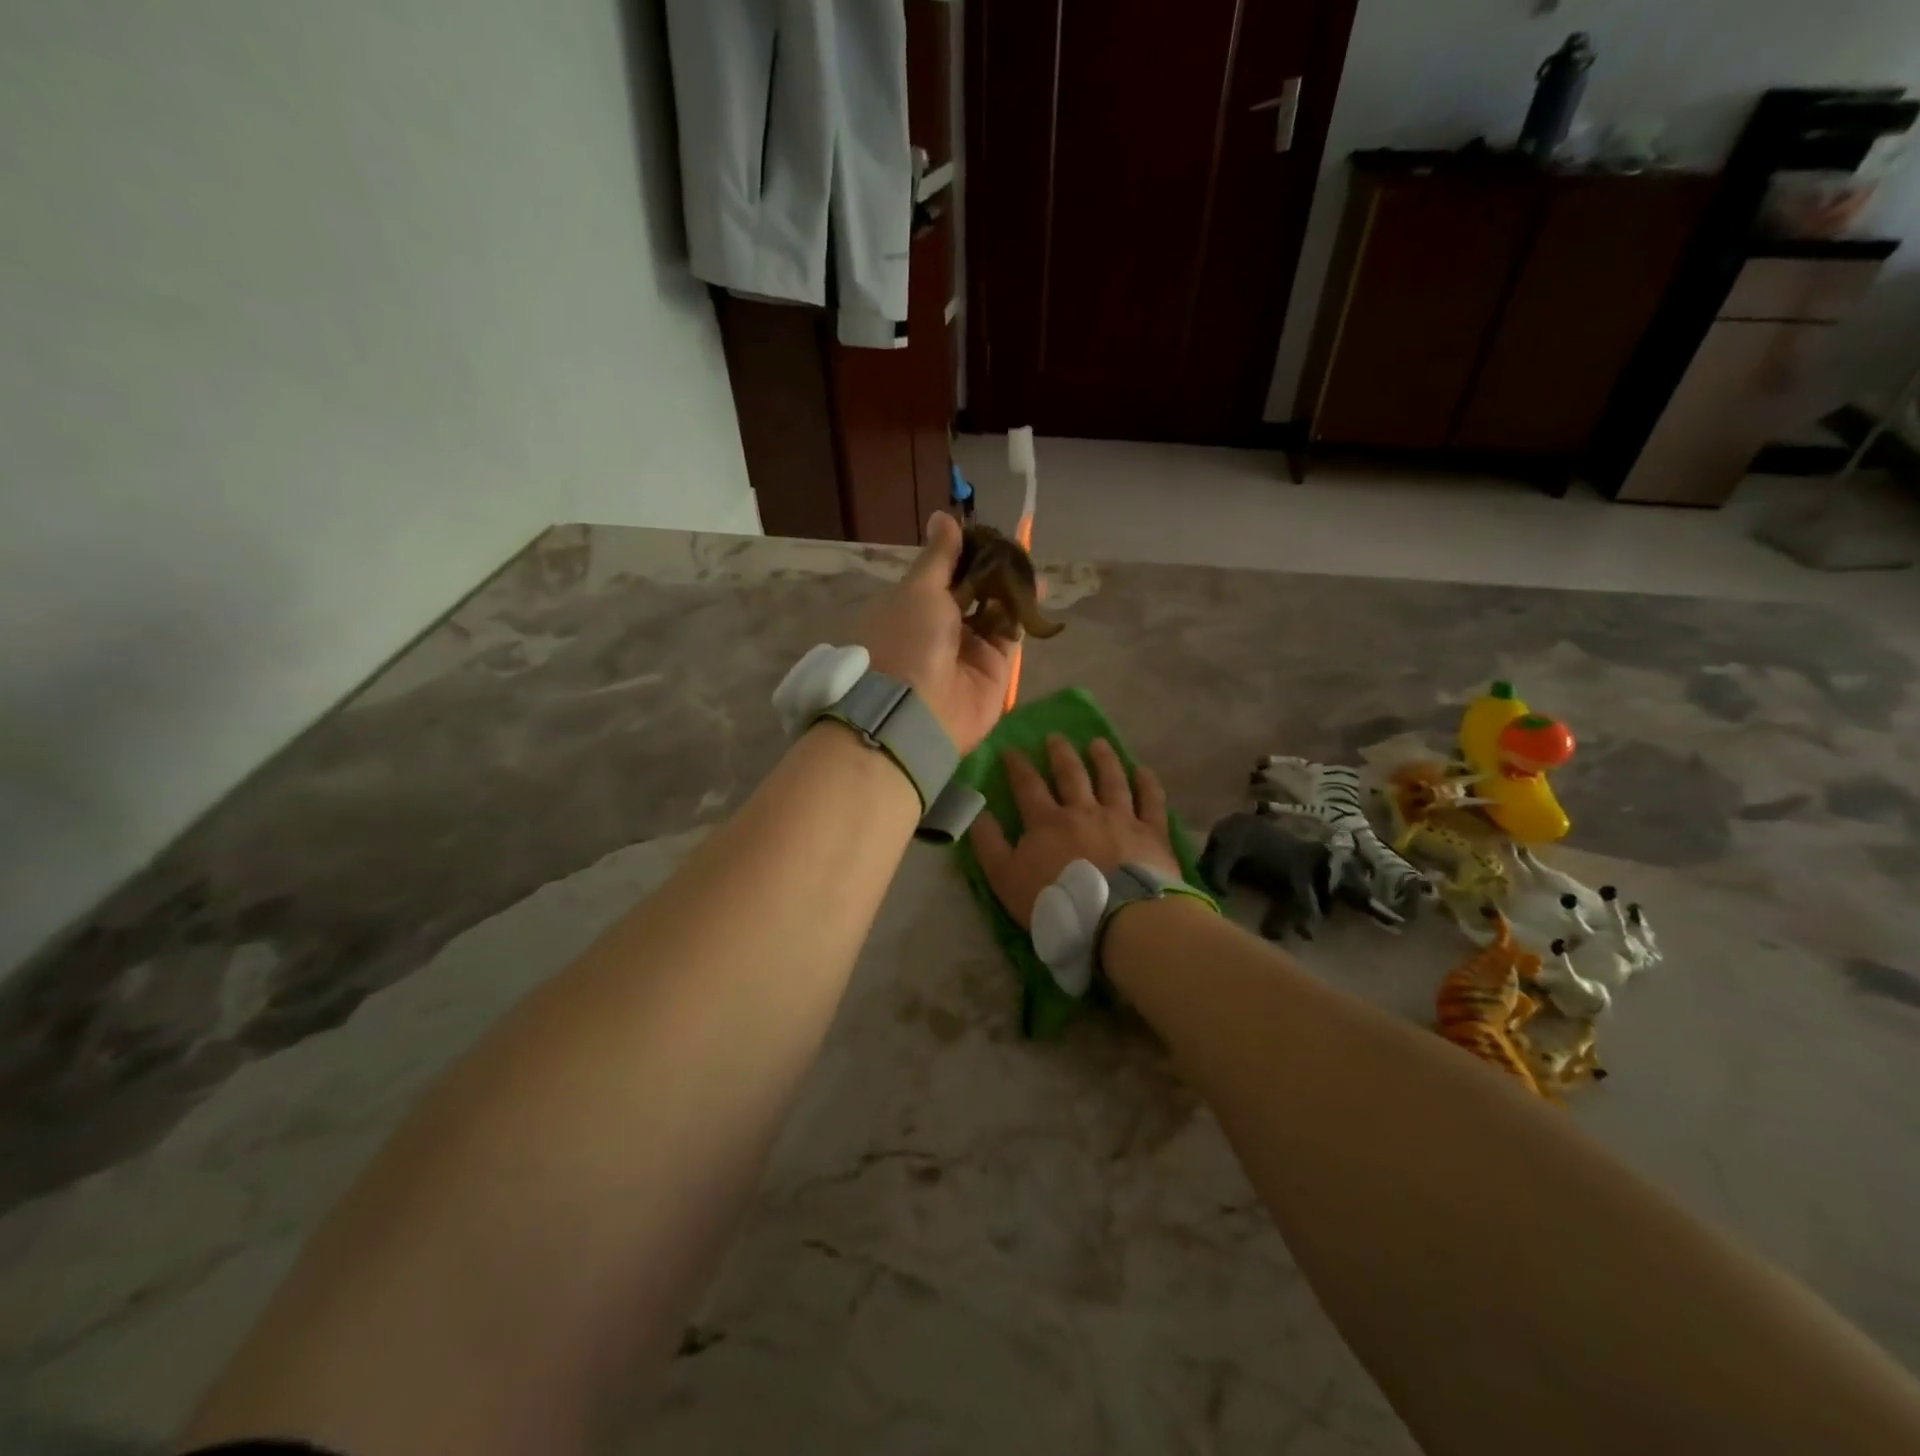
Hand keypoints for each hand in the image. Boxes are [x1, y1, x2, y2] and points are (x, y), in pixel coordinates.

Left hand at [855, 512, 1012, 753]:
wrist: (916, 712)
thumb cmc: (908, 640)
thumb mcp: (919, 589)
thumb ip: (940, 556)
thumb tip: (944, 516)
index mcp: (912, 606)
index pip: (943, 573)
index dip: (965, 552)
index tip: (986, 533)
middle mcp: (939, 627)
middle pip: (972, 591)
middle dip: (993, 570)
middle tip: (1015, 548)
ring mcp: (967, 650)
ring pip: (995, 611)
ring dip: (1011, 589)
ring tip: (1030, 567)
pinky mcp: (994, 670)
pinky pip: (1011, 636)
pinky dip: (1022, 614)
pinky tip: (1036, 592)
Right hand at [970, 735, 1178, 927]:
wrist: (1116, 918)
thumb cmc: (1056, 901)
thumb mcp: (1006, 879)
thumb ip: (989, 844)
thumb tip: (978, 813)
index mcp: (1047, 821)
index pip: (1028, 786)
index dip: (1017, 766)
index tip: (1011, 749)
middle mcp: (1084, 810)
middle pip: (1071, 774)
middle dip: (1060, 753)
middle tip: (1056, 736)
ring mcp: (1121, 818)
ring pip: (1112, 780)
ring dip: (1104, 759)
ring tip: (1098, 743)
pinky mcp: (1151, 833)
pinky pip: (1151, 801)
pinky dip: (1147, 784)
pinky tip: (1143, 771)